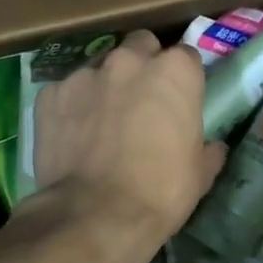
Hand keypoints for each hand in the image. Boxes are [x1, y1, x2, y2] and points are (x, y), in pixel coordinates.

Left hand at [31, 30, 225, 262]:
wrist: (96, 216)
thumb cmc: (161, 192)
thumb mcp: (200, 174)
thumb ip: (207, 149)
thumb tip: (213, 147)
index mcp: (175, 71)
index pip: (186, 57)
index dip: (184, 79)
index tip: (181, 101)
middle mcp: (130, 61)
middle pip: (141, 46)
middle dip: (144, 64)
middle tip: (144, 100)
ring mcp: (85, 74)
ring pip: (100, 67)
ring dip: (106, 85)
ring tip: (103, 121)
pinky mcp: (49, 94)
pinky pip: (65, 92)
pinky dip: (72, 107)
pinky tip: (74, 135)